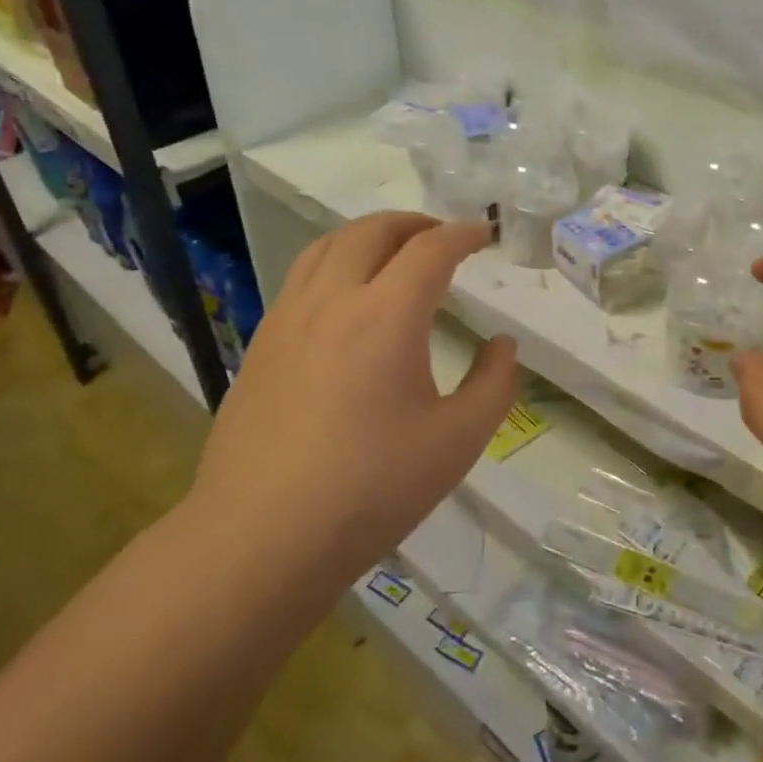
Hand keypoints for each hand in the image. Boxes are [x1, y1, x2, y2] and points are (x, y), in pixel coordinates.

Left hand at [189, 212, 517, 582]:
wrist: (260, 538)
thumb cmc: (370, 490)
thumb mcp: (457, 442)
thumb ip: (494, 384)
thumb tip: (502, 345)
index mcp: (386, 315)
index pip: (431, 249)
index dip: (463, 234)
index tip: (485, 234)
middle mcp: (333, 300)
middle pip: (373, 231)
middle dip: (415, 223)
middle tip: (443, 238)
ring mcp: (288, 319)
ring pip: (328, 246)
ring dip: (369, 236)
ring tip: (394, 253)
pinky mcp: (261, 344)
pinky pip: (301, 277)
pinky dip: (334, 262)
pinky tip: (345, 299)